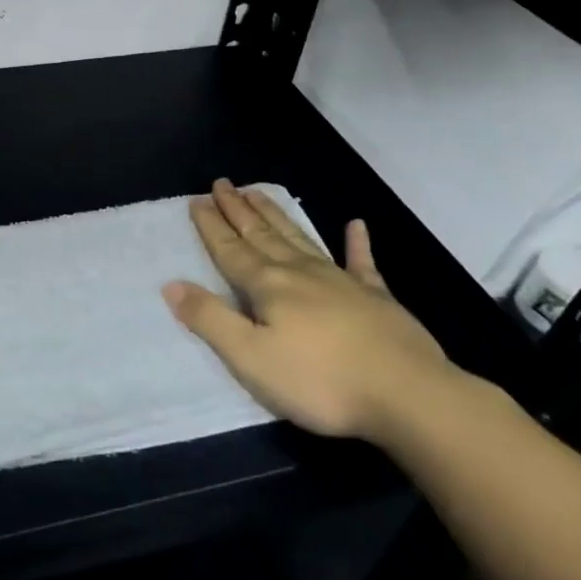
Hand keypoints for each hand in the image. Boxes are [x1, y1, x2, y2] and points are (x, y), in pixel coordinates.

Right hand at [162, 180, 452, 439]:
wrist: (409, 395)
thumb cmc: (320, 381)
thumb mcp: (251, 358)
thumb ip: (210, 320)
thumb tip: (172, 285)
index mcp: (268, 286)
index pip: (231, 250)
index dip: (212, 226)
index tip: (197, 200)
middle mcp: (300, 272)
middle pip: (262, 234)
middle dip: (238, 209)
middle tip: (222, 184)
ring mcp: (341, 281)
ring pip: (299, 238)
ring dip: (276, 215)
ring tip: (257, 192)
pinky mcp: (377, 298)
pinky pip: (361, 262)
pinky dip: (356, 243)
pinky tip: (355, 225)